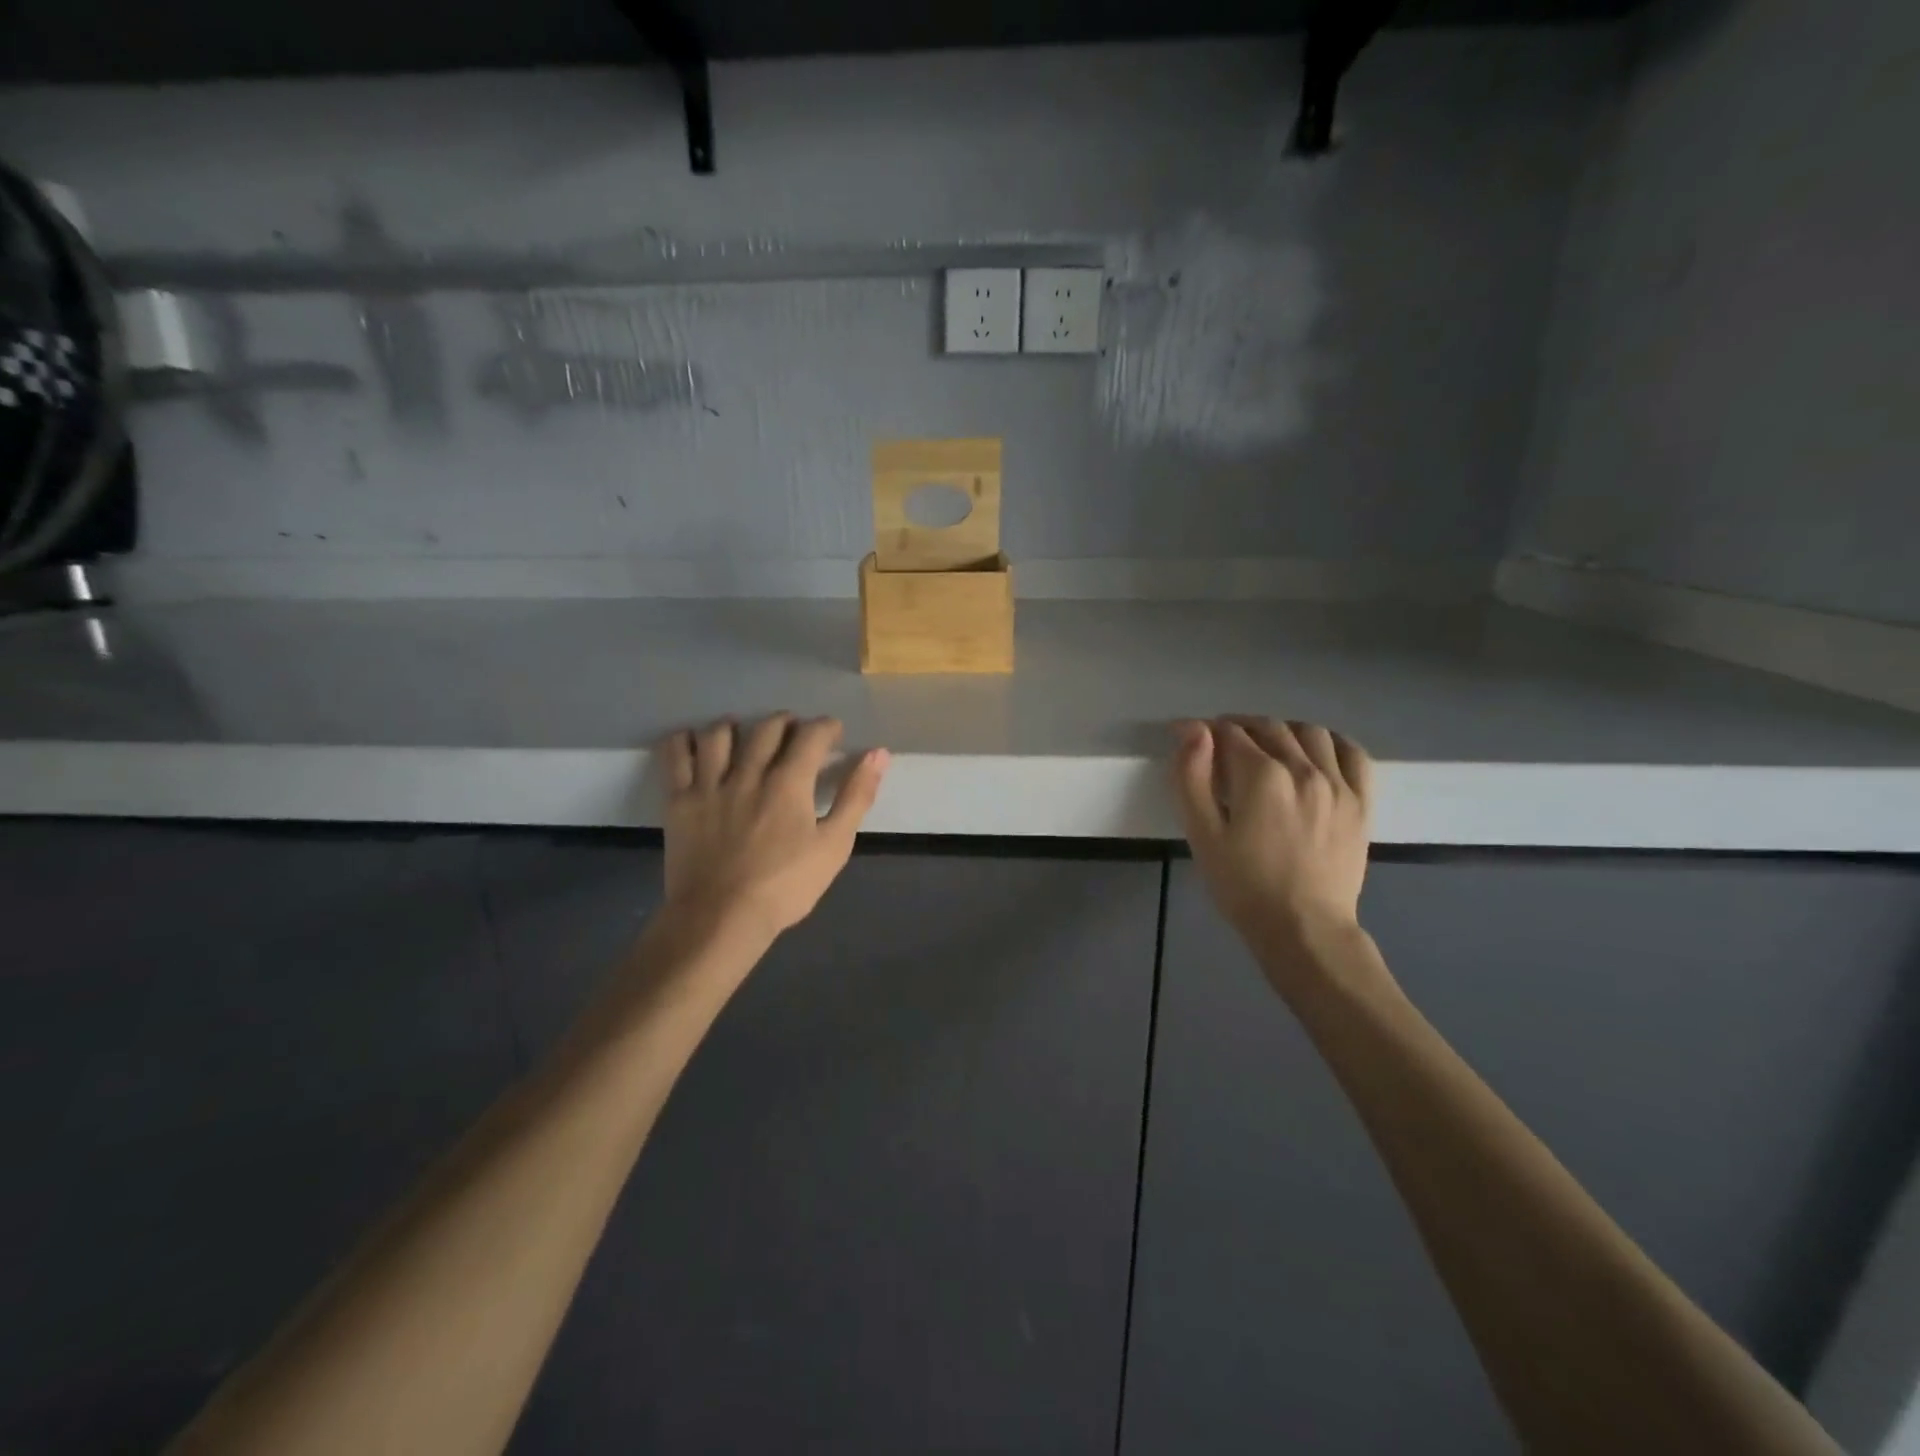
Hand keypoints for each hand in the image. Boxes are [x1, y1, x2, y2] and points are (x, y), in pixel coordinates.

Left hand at [660, 714, 889, 939]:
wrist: (721, 919)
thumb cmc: (785, 886)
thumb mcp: (834, 846)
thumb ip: (856, 797)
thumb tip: (879, 753)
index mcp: (789, 782)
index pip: (811, 734)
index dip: (826, 727)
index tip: (833, 733)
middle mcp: (749, 772)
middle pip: (767, 728)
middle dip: (786, 722)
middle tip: (794, 733)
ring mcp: (709, 784)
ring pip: (720, 734)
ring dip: (737, 725)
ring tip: (744, 733)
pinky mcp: (679, 800)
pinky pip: (675, 755)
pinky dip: (684, 740)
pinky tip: (694, 742)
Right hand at [1172, 717, 1373, 959]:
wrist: (1303, 929)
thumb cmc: (1243, 886)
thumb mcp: (1203, 834)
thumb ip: (1193, 777)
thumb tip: (1193, 730)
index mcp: (1261, 777)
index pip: (1228, 733)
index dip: (1202, 730)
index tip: (1185, 735)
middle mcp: (1304, 769)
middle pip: (1268, 727)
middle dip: (1238, 727)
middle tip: (1219, 744)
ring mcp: (1338, 784)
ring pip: (1309, 733)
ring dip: (1281, 730)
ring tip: (1264, 746)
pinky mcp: (1361, 802)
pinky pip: (1352, 754)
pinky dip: (1330, 742)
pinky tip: (1315, 751)